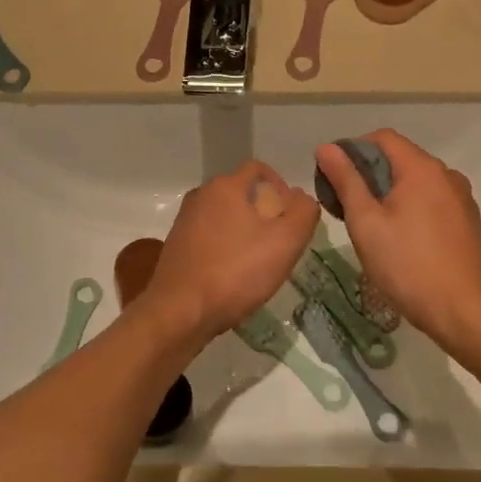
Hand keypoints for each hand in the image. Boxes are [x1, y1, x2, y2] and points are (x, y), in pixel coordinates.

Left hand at [145, 160, 319, 339]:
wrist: (180, 312)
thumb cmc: (235, 272)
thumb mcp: (285, 242)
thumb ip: (303, 212)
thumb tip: (301, 197)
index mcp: (225, 186)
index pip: (259, 169)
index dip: (282, 187)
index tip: (292, 217)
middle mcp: (200, 196)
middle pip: (242, 193)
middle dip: (265, 212)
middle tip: (281, 243)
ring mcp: (184, 221)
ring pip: (226, 216)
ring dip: (246, 232)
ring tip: (260, 262)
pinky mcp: (176, 246)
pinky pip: (210, 237)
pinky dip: (226, 247)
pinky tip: (235, 275)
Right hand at [314, 130, 480, 351]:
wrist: (466, 313)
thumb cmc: (408, 266)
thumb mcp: (366, 224)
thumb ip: (347, 181)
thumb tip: (327, 147)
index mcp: (422, 168)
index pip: (383, 138)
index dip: (353, 149)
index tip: (334, 178)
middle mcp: (446, 175)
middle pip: (401, 159)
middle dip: (369, 174)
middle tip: (345, 207)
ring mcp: (462, 199)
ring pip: (417, 183)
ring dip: (390, 194)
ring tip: (370, 227)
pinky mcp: (468, 223)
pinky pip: (433, 202)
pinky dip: (411, 209)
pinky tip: (400, 241)